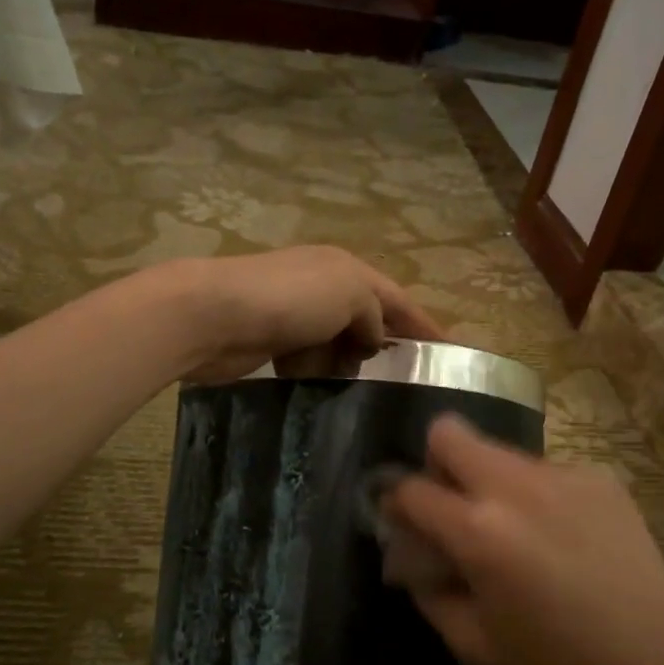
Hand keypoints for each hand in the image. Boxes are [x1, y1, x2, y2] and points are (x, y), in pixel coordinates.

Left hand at [161, 247, 443, 384]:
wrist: (214, 315)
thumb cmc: (290, 298)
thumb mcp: (350, 293)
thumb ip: (374, 313)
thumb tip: (374, 338)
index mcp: (345, 268)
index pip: (396, 299)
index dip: (424, 325)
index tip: (449, 354)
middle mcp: (321, 286)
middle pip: (365, 321)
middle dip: (382, 350)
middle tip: (403, 388)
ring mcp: (293, 314)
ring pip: (335, 345)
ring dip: (346, 366)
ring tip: (361, 396)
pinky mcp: (269, 341)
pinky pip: (306, 360)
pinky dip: (314, 373)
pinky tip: (319, 390)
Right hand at [384, 415, 663, 664]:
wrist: (657, 655)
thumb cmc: (557, 659)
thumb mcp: (475, 641)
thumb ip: (429, 591)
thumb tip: (410, 558)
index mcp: (478, 530)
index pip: (411, 488)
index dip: (397, 502)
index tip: (405, 519)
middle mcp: (513, 486)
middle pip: (449, 432)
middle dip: (437, 461)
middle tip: (455, 503)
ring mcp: (559, 474)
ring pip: (499, 452)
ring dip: (490, 481)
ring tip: (518, 528)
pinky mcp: (596, 474)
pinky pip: (545, 471)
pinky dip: (537, 494)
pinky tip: (562, 534)